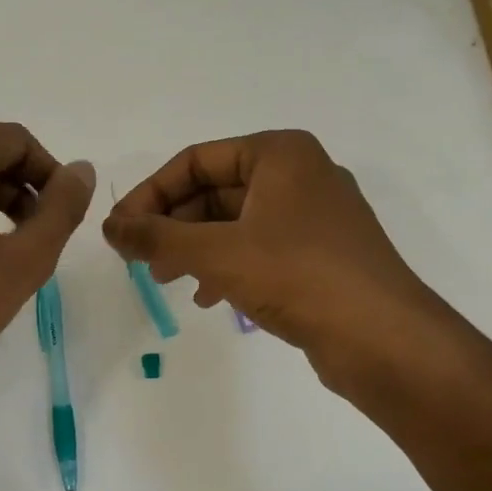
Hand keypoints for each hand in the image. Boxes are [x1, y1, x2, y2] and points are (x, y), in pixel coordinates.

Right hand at [102, 130, 442, 383]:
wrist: (381, 337)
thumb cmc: (297, 276)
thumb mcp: (216, 252)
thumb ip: (157, 236)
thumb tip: (110, 227)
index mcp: (280, 153)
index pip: (196, 160)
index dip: (150, 193)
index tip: (120, 230)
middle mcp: (299, 175)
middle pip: (214, 191)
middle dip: (172, 225)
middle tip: (140, 260)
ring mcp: (313, 217)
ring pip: (234, 223)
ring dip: (194, 248)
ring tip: (166, 280)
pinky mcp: (319, 256)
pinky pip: (258, 250)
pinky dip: (226, 267)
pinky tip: (208, 298)